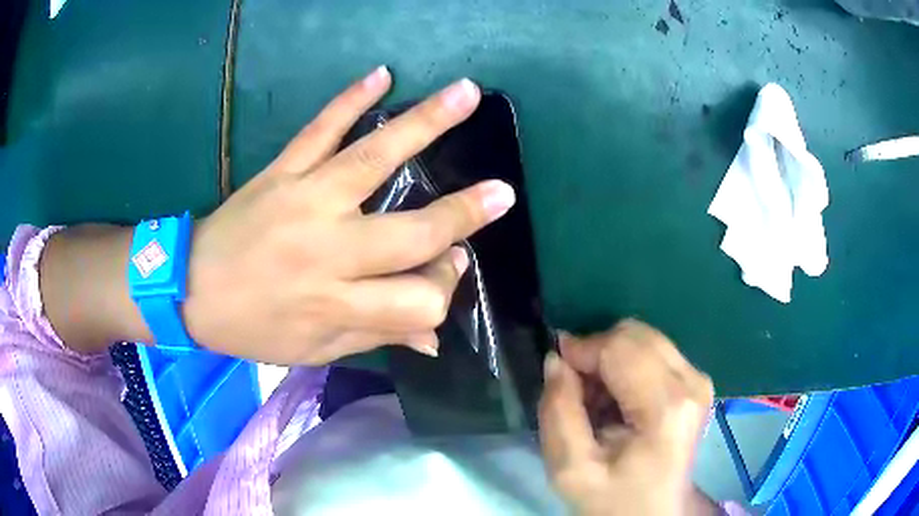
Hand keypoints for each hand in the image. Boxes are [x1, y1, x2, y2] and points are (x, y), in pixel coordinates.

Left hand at [179, 67, 514, 364]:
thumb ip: (376, 337)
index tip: (449, 272)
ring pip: (373, 157)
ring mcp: (304, 199)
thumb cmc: (251, 328)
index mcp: (336, 303)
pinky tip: (381, 74)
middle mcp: (328, 249)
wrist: (190, 289)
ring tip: (467, 93)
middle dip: (461, 216)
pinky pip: (319, 128)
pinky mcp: (281, 171)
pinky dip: (349, 99)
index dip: (444, 289)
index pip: (417, 299)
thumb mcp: (313, 351)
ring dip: (425, 123)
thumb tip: (435, 333)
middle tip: (502, 193)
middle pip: (411, 232)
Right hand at [539, 320, 715, 514]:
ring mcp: (699, 379)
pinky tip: (617, 400)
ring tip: (596, 401)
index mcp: (666, 407)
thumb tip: (556, 360)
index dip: (581, 351)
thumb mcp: (570, 469)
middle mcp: (691, 382)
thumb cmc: (613, 499)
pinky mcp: (697, 382)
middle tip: (576, 391)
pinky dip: (626, 367)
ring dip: (610, 361)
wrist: (653, 514)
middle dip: (596, 353)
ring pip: (642, 339)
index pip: (619, 347)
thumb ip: (557, 412)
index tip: (557, 373)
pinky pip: (653, 352)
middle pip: (634, 335)